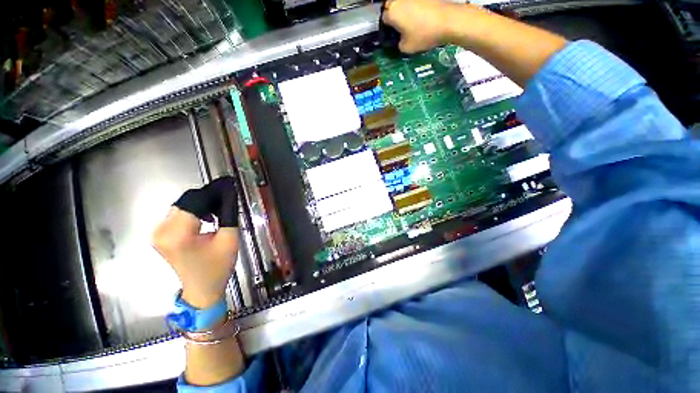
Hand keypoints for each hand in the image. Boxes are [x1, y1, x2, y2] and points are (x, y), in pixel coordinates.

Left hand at [152, 177, 238, 308]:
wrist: (201, 289)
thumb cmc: (218, 267)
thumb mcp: (229, 239)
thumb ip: (228, 214)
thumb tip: (230, 193)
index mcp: (179, 234)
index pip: (195, 201)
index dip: (213, 191)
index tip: (229, 184)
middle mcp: (162, 231)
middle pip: (186, 201)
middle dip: (208, 197)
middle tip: (227, 198)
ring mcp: (158, 233)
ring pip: (182, 206)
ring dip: (201, 204)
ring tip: (219, 209)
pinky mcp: (159, 235)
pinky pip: (177, 214)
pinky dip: (193, 211)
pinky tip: (206, 217)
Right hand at [382, 0, 457, 52]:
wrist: (448, 20)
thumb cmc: (423, 35)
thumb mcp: (406, 48)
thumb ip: (398, 44)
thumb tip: (399, 40)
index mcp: (391, 12)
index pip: (383, 20)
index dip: (387, 29)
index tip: (392, 36)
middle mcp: (399, 0)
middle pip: (391, 7)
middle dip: (393, 17)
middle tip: (399, 29)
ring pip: (402, 4)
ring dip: (403, 12)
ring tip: (410, 23)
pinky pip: (413, 3)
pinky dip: (414, 9)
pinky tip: (420, 18)